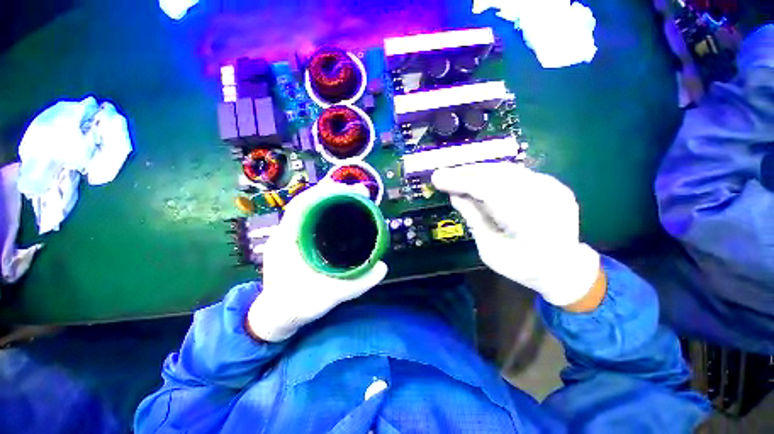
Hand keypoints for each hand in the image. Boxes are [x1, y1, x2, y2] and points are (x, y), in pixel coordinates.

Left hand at [247, 181, 387, 341]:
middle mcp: (286, 232)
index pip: (302, 204)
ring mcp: (288, 235)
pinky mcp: (294, 240)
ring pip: (309, 209)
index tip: (349, 188)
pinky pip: (310, 218)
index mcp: (287, 240)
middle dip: (332, 192)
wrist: (276, 317)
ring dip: (329, 200)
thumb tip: (383, 267)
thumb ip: (357, 284)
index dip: (324, 191)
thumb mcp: (328, 297)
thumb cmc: (296, 306)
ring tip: (352, 198)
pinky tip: (340, 215)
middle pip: (308, 202)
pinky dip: (325, 211)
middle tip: (358, 192)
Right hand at [432, 162, 599, 306]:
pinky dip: (494, 173)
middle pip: (499, 175)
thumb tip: (454, 195)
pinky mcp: (555, 185)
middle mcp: (547, 201)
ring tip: (457, 173)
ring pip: (508, 170)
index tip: (437, 179)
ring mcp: (555, 189)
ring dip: (478, 170)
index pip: (490, 192)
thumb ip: (473, 219)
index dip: (461, 182)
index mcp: (530, 226)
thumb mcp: (490, 250)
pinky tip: (478, 177)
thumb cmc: (521, 266)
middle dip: (467, 172)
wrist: (563, 268)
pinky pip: (517, 173)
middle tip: (443, 173)